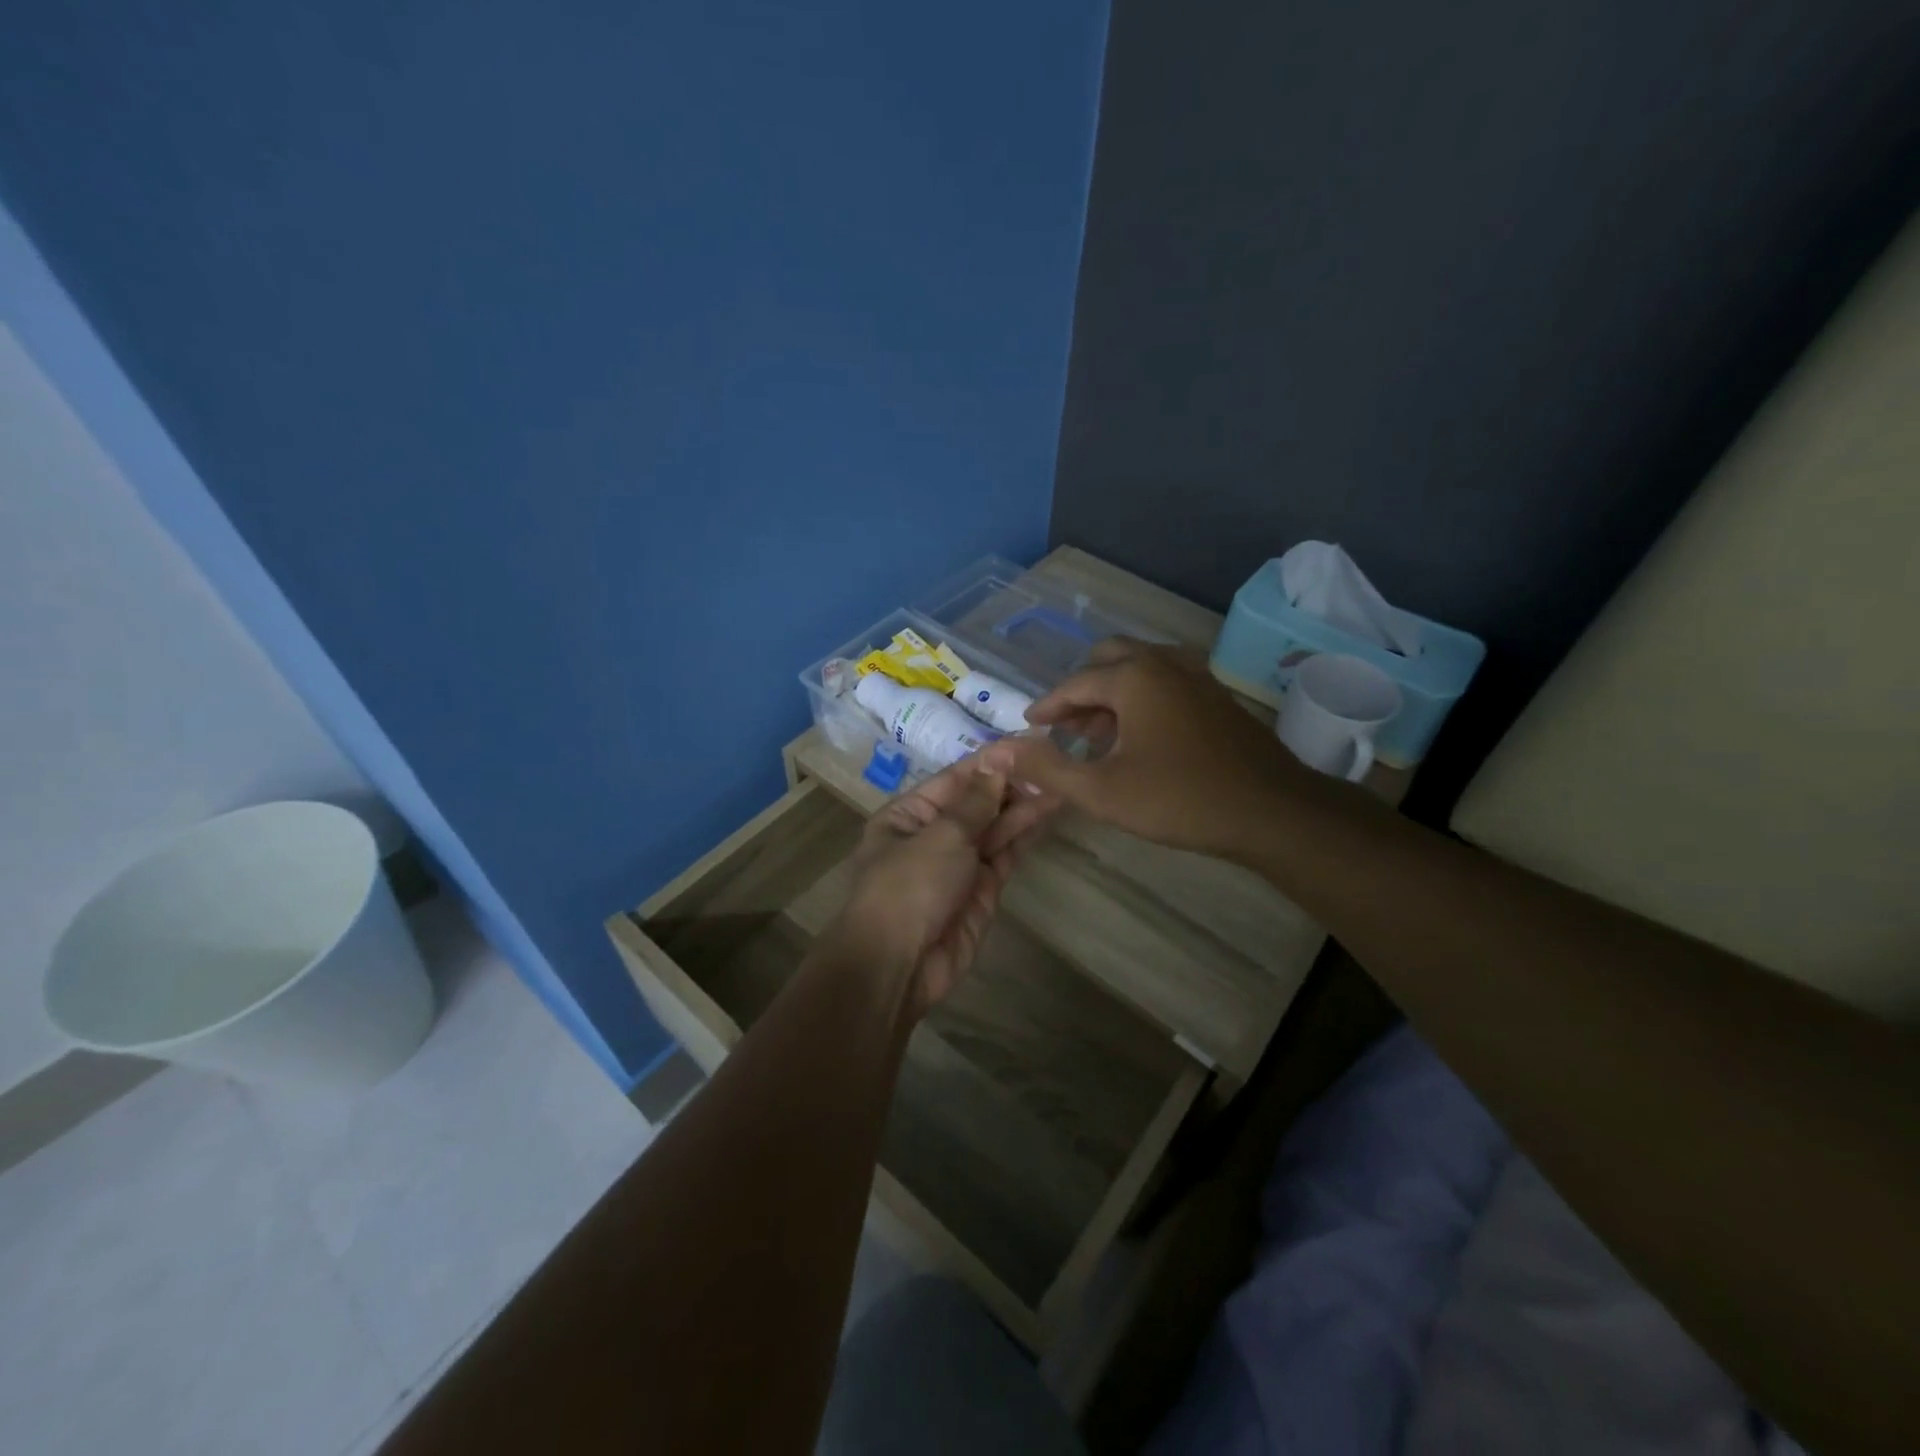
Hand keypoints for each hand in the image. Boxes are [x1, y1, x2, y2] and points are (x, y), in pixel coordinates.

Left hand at [835, 756, 1051, 1013]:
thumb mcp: (940, 835)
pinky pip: (1005, 855)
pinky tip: (1048, 811)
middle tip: (1056, 760)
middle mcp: (933, 835)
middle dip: (1012, 783)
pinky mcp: (982, 890)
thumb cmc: (908, 887)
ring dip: (1024, 805)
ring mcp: (959, 864)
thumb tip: (998, 760)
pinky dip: (1024, 834)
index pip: (956, 778)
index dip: (992, 761)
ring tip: (1062, 780)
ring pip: (996, 827)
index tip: (1029, 742)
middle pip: (978, 802)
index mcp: (909, 814)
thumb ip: (975, 801)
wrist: (898, 966)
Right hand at [978, 638, 1313, 860]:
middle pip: (1109, 658)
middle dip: (1081, 690)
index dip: (1047, 707)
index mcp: (1133, 677)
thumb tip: (997, 751)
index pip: (1075, 684)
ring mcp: (1197, 676)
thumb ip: (1046, 768)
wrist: (1271, 811)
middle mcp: (1164, 663)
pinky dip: (1142, 697)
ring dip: (1112, 692)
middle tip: (1064, 726)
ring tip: (1097, 734)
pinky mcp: (1217, 695)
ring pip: (1140, 668)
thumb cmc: (1178, 799)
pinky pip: (1166, 681)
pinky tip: (1140, 736)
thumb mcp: (1100, 790)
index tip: (1030, 727)